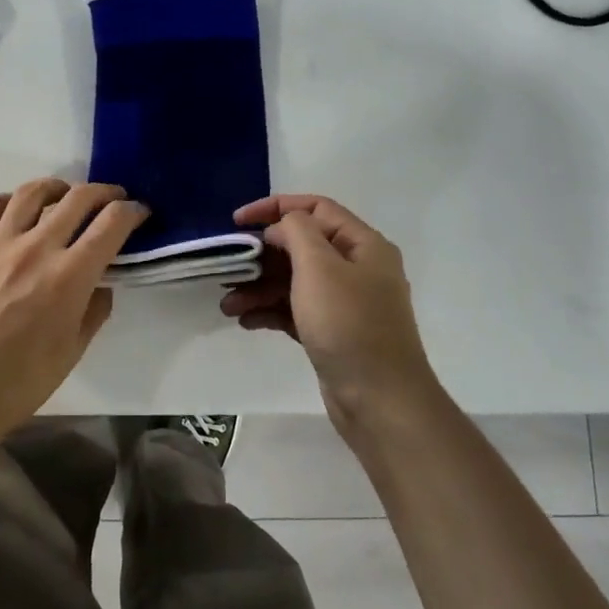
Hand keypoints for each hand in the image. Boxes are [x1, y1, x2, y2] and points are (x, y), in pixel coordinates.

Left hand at [0, 178, 147, 433]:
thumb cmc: (22, 380)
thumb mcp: (74, 349)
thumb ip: (94, 309)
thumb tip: (101, 283)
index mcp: (70, 276)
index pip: (111, 223)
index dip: (132, 211)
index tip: (139, 212)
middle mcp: (37, 248)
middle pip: (77, 197)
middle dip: (104, 192)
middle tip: (112, 199)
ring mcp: (0, 244)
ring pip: (32, 192)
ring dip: (58, 186)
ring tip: (66, 194)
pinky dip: (11, 200)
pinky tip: (19, 210)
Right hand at [221, 194, 438, 431]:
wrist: (380, 400)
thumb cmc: (349, 324)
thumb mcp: (319, 266)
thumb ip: (296, 232)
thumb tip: (281, 228)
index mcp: (363, 244)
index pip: (316, 208)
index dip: (274, 207)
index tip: (237, 221)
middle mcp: (357, 269)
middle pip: (302, 247)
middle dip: (262, 256)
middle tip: (229, 269)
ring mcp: (346, 303)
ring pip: (295, 282)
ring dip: (260, 288)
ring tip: (228, 305)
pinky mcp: (334, 333)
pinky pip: (297, 310)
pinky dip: (271, 311)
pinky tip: (246, 321)